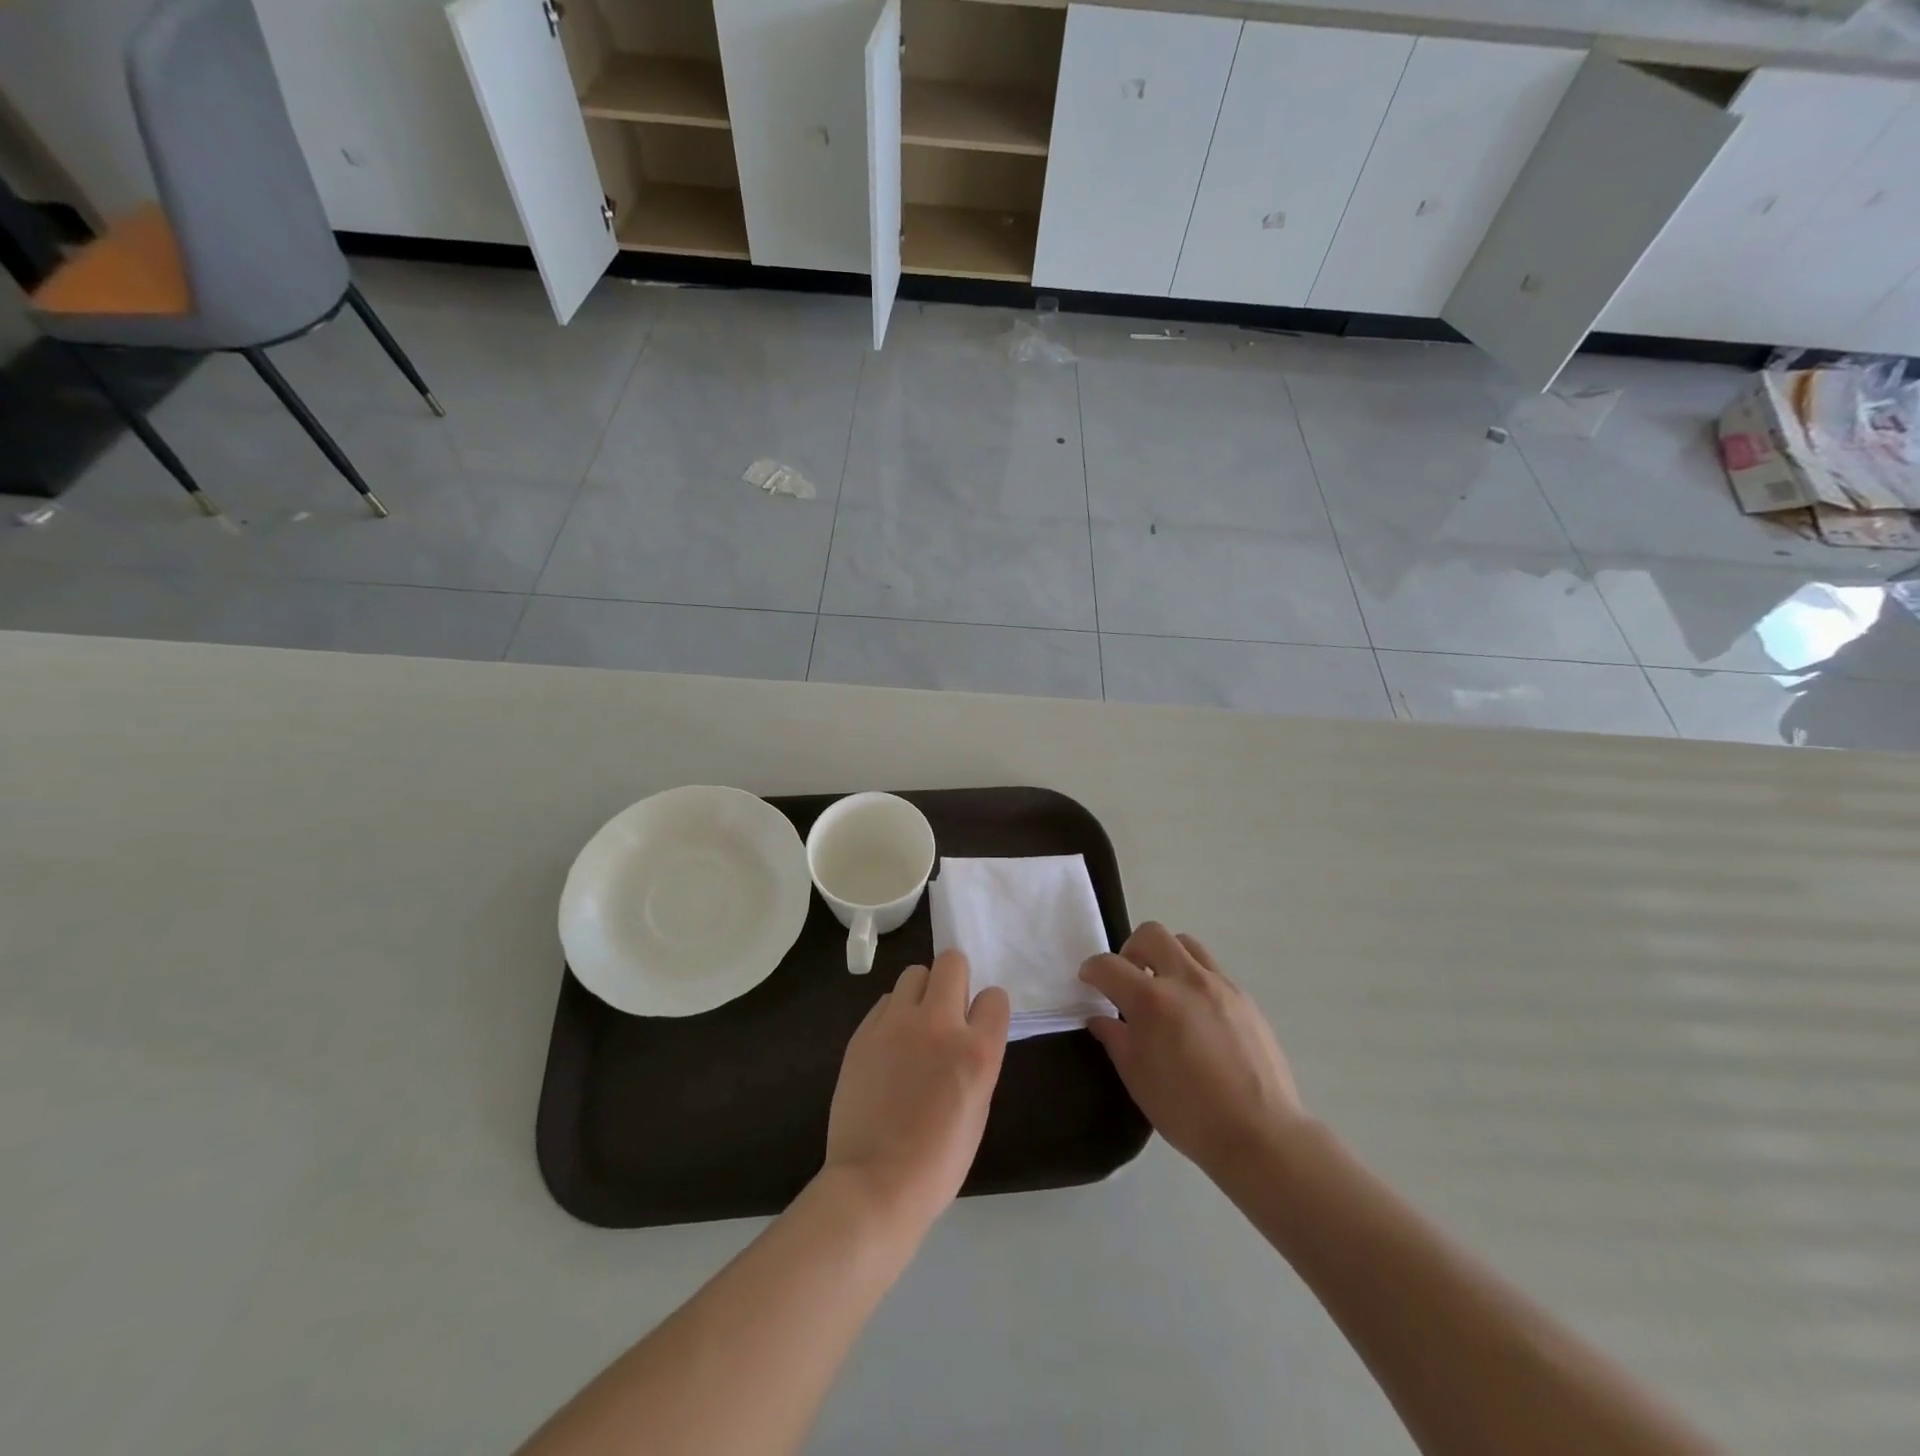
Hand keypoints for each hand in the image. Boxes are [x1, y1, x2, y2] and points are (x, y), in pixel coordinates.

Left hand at [823, 949, 1010, 1232]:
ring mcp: (896, 1023)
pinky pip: (886, 1001)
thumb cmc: (938, 1161)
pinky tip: (890, 1046)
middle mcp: (939, 1024)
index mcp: (977, 1051)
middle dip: (955, 979)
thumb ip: (977, 1059)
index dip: (988, 1009)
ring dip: (921, 992)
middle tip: (948, 1010)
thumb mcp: (978, 1108)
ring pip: (914, 973)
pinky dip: (893, 1014)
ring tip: (915, 1025)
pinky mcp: (864, 1032)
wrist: (875, 1184)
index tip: (979, 1024)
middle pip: (952, 962)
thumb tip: (968, 1033)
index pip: (995, 996)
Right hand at [1080, 923, 1303, 1179]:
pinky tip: (1195, 1013)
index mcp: (1151, 1001)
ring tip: (1164, 989)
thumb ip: (1115, 1039)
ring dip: (1166, 956)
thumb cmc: (1187, 1112)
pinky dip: (1193, 978)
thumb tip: (1100, 1019)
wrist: (1259, 1134)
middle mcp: (1185, 980)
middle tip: (1129, 978)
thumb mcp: (1137, 1078)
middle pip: (1151, 934)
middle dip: (1130, 949)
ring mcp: (1219, 985)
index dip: (1092, 969)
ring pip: (1185, 944)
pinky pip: (1212, 969)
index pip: (1109, 966)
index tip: (1089, 980)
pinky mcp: (1244, 998)